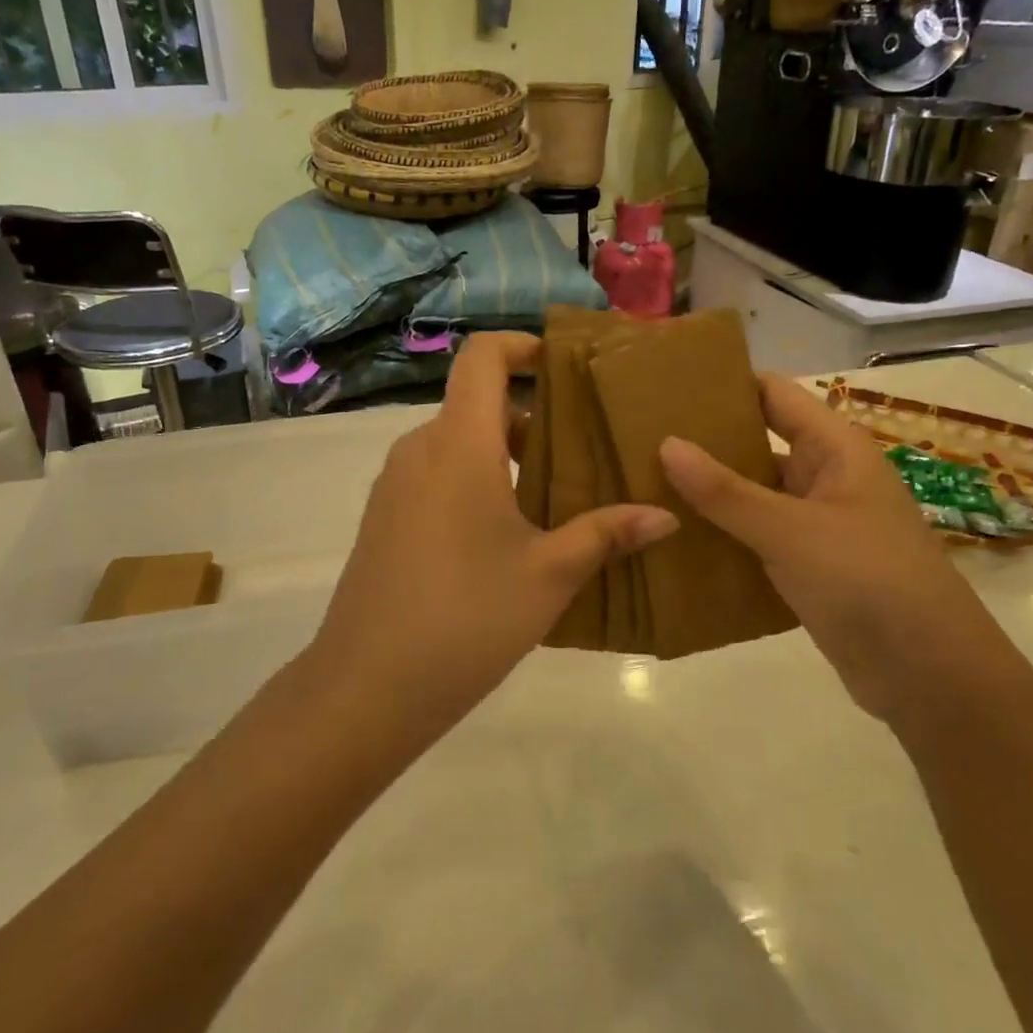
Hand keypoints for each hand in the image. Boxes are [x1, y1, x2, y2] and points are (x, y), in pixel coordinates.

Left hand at [307, 333, 676, 730]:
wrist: (366, 687)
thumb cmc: (466, 618)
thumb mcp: (548, 575)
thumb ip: (606, 534)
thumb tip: (666, 515)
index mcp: (458, 444)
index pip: (482, 357)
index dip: (521, 345)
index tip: (564, 366)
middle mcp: (419, 450)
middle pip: (477, 404)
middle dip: (532, 417)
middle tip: (586, 449)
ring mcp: (395, 485)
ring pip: (457, 444)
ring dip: (506, 455)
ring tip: (557, 497)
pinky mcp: (384, 519)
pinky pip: (436, 476)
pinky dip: (475, 481)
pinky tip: (507, 535)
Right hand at [659, 375, 1001, 721]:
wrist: (928, 675)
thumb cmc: (867, 581)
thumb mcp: (790, 530)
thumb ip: (725, 490)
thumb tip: (666, 443)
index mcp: (835, 449)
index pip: (774, 394)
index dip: (727, 384)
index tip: (668, 385)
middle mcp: (827, 478)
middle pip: (759, 444)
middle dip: (707, 442)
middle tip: (641, 440)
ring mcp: (818, 525)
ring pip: (755, 495)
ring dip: (711, 494)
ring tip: (646, 486)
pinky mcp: (809, 567)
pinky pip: (758, 538)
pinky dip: (724, 536)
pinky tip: (678, 540)